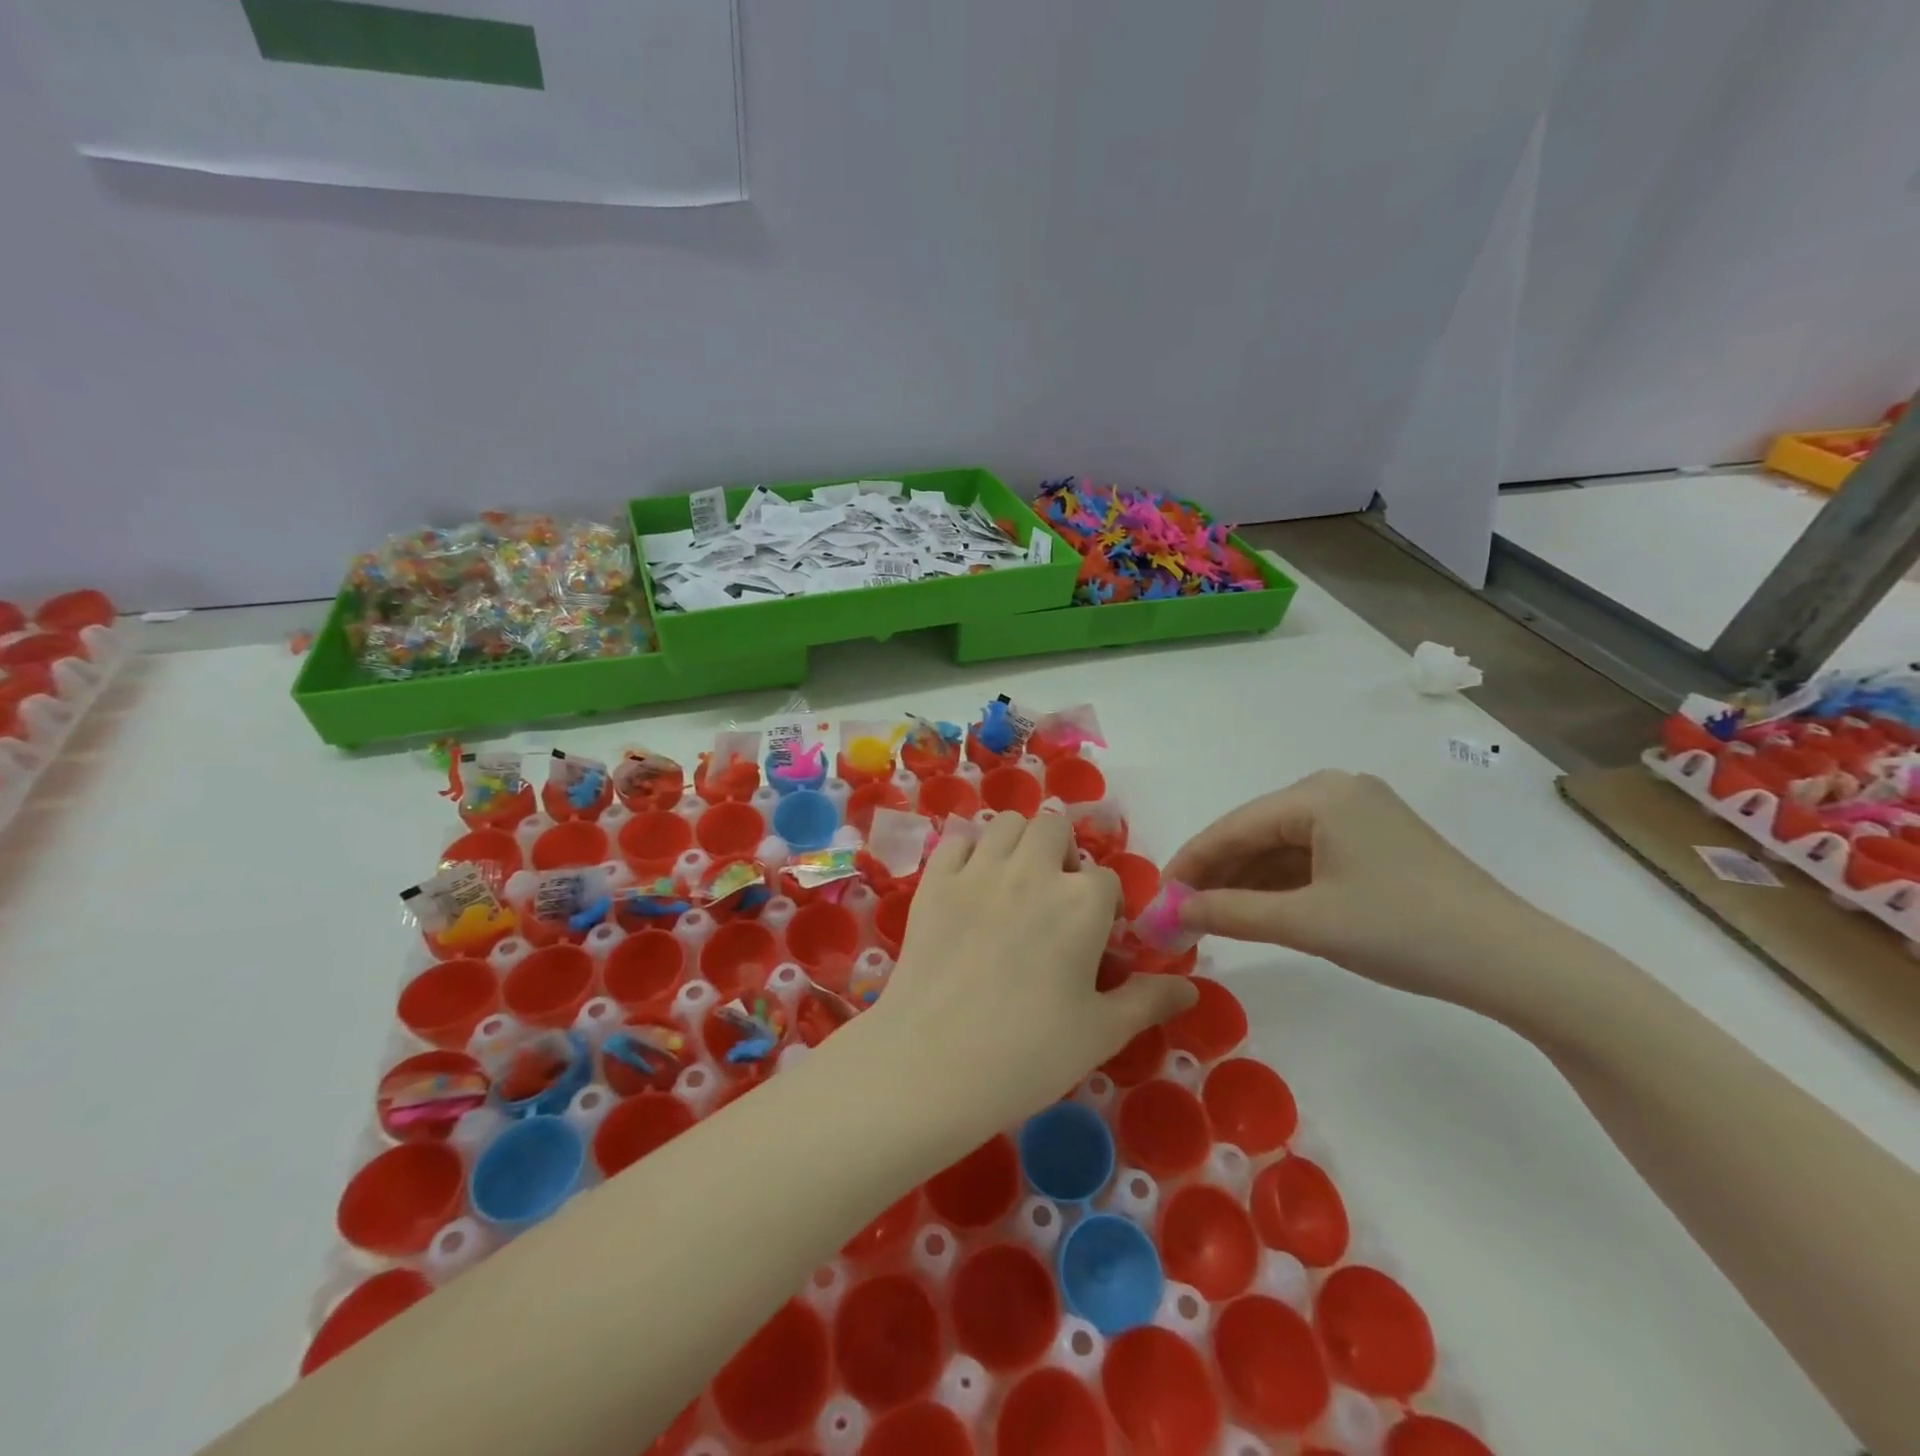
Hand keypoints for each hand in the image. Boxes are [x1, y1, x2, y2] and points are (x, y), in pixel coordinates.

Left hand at [870, 811, 1196, 1142]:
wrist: (932, 1064)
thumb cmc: (1028, 1054)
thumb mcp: (1101, 1033)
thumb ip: (1148, 1000)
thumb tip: (1189, 988)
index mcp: (1081, 901)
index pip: (1107, 880)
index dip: (1105, 908)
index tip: (1094, 941)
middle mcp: (1032, 870)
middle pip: (1055, 830)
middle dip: (1062, 855)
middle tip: (1055, 899)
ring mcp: (978, 870)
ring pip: (1006, 823)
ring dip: (1019, 844)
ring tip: (1015, 884)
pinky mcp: (934, 881)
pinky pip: (956, 840)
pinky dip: (969, 851)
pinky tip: (970, 886)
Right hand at [1165, 770, 1557, 1017]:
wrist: (1515, 962)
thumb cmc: (1403, 931)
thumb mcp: (1307, 922)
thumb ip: (1230, 912)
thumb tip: (1171, 911)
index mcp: (1319, 794)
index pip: (1233, 827)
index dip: (1190, 863)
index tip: (1156, 897)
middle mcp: (1337, 790)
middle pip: (1256, 832)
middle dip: (1216, 873)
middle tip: (1180, 912)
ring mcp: (1360, 814)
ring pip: (1282, 846)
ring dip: (1246, 881)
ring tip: (1208, 916)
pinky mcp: (1377, 841)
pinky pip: (1310, 856)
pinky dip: (1280, 884)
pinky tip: (1255, 909)